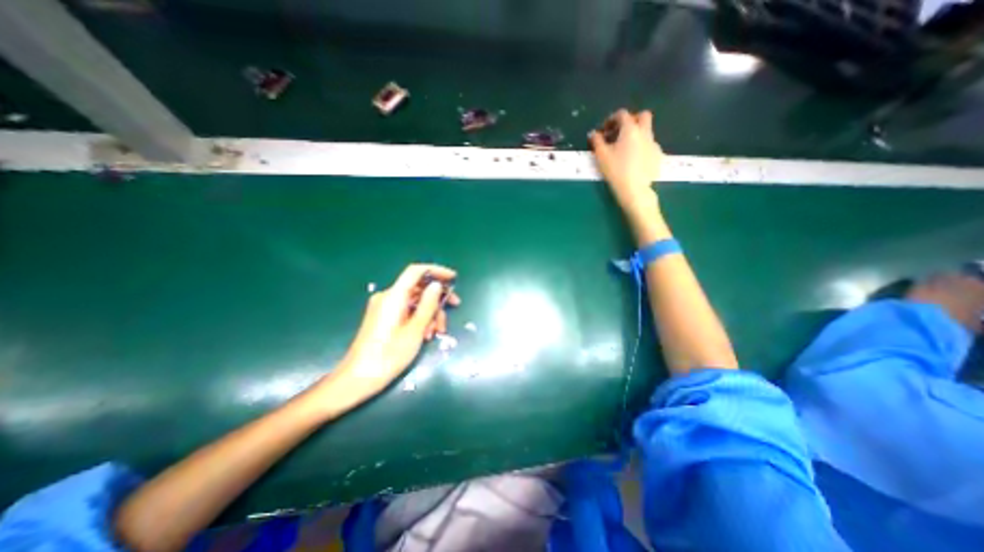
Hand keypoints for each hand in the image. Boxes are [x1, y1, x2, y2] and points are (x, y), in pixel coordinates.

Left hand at [303, 266, 461, 416]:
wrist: (358, 379)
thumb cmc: (389, 355)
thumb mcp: (415, 330)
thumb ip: (428, 305)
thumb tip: (437, 285)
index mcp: (394, 296)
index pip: (416, 271)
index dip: (436, 270)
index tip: (453, 278)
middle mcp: (388, 297)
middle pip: (418, 288)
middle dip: (437, 298)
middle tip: (454, 308)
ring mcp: (384, 307)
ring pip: (415, 301)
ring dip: (430, 313)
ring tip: (437, 332)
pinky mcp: (383, 318)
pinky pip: (407, 311)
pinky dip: (419, 319)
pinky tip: (426, 334)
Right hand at [592, 108, 659, 221]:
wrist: (635, 190)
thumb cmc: (615, 171)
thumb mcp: (601, 155)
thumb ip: (596, 141)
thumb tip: (593, 133)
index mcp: (630, 129)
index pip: (622, 114)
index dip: (611, 119)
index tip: (604, 130)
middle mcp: (645, 132)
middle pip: (642, 116)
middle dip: (631, 120)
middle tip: (619, 133)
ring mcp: (653, 144)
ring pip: (646, 131)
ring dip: (636, 135)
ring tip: (624, 149)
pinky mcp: (658, 155)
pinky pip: (649, 145)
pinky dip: (641, 147)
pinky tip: (633, 160)